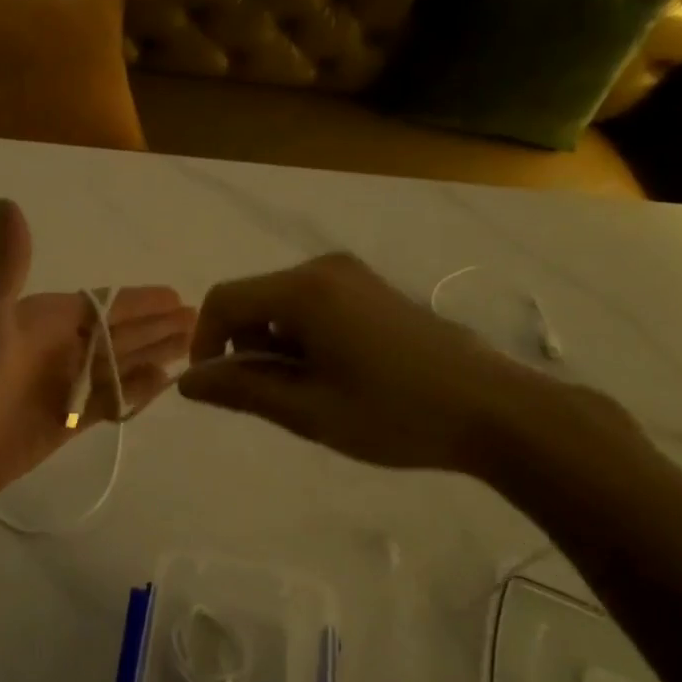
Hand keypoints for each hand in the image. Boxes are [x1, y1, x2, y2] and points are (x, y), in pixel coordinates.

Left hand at [0, 200, 196, 511]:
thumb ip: (8, 263)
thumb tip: (4, 199)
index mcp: (43, 320)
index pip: (104, 304)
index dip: (141, 300)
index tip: (178, 295)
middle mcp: (59, 349)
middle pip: (120, 334)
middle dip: (158, 326)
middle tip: (200, 321)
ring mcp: (64, 387)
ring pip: (120, 366)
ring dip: (154, 356)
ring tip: (194, 349)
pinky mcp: (67, 424)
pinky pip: (111, 402)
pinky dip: (137, 393)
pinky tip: (164, 385)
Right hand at [178, 252, 569, 475]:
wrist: (495, 410)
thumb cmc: (396, 413)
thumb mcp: (309, 410)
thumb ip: (242, 390)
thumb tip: (187, 383)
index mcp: (304, 291)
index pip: (224, 301)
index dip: (204, 342)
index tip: (216, 387)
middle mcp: (323, 268)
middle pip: (253, 299)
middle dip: (244, 346)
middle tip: (270, 398)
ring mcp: (351, 275)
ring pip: (281, 304)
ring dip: (275, 345)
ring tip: (308, 392)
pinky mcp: (371, 289)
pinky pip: (312, 304)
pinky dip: (302, 337)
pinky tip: (334, 374)